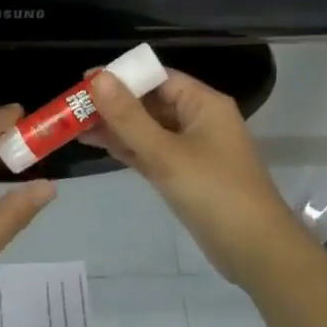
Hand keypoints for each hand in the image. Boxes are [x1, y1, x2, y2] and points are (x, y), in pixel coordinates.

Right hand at [86, 68, 312, 288]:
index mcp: (204, 104)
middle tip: (72, 106)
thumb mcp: (166, 153)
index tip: (84, 80)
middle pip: (151, 102)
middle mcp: (200, 120)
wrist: (255, 250)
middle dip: (114, 103)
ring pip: (149, 129)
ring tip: (74, 125)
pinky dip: (128, 148)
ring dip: (116, 127)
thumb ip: (129, 117)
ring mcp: (193, 149)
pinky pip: (152, 152)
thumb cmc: (214, 193)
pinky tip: (98, 144)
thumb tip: (99, 78)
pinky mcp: (186, 175)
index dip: (122, 76)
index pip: (158, 77)